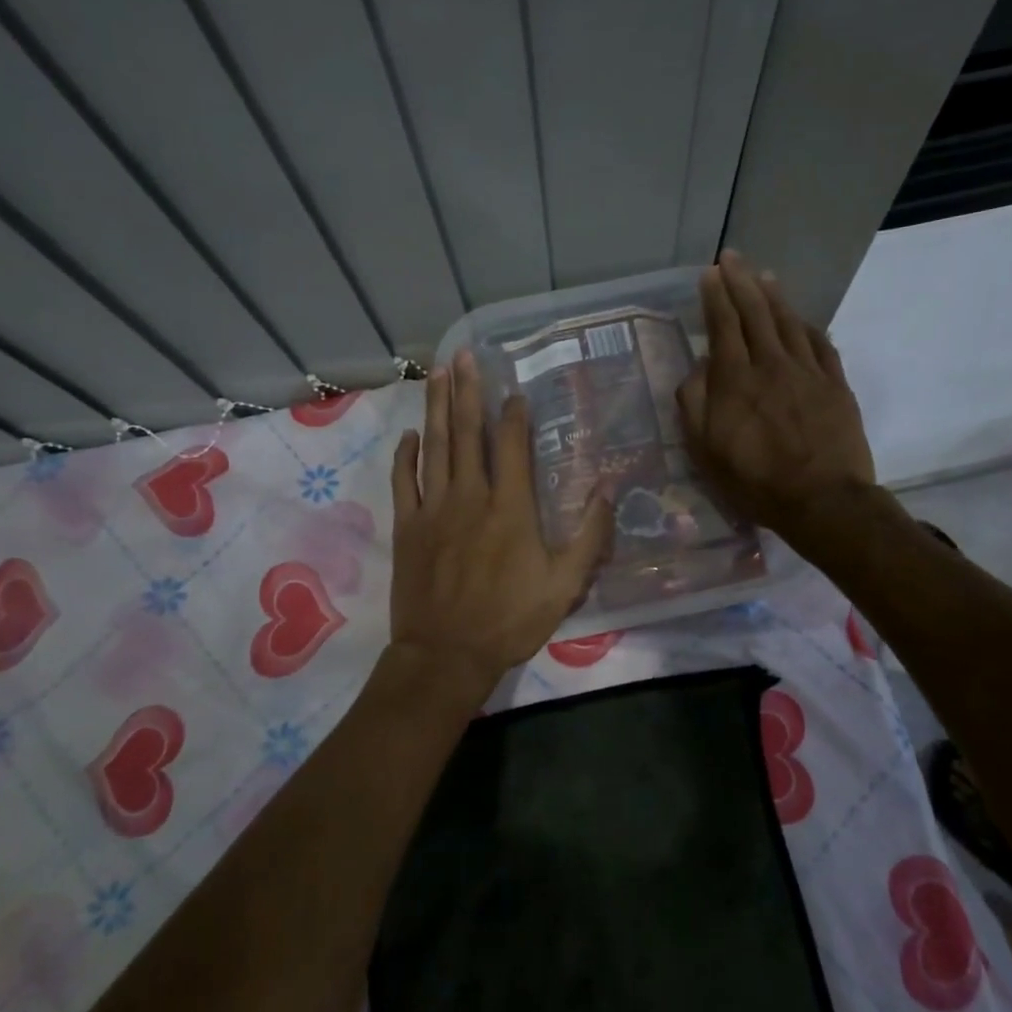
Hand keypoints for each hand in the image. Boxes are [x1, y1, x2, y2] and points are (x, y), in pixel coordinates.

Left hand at [387, 351, 613, 710]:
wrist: (446, 655)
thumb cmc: (510, 620)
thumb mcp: (565, 585)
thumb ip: (589, 536)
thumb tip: (607, 489)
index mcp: (510, 508)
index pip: (512, 446)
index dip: (514, 414)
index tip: (514, 390)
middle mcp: (470, 496)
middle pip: (467, 433)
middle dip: (467, 391)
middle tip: (464, 355)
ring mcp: (433, 509)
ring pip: (435, 447)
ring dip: (436, 408)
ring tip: (437, 373)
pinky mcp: (408, 527)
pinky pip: (404, 481)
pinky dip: (406, 456)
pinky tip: (411, 435)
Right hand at [677, 250, 876, 549]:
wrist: (823, 501)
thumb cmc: (755, 481)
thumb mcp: (705, 452)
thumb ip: (695, 404)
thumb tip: (697, 369)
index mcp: (736, 380)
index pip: (723, 325)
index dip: (716, 297)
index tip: (710, 273)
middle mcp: (771, 365)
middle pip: (755, 313)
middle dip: (741, 282)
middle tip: (732, 258)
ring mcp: (808, 372)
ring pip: (789, 322)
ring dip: (774, 296)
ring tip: (764, 276)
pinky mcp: (836, 385)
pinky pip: (821, 345)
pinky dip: (808, 326)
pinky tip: (802, 319)